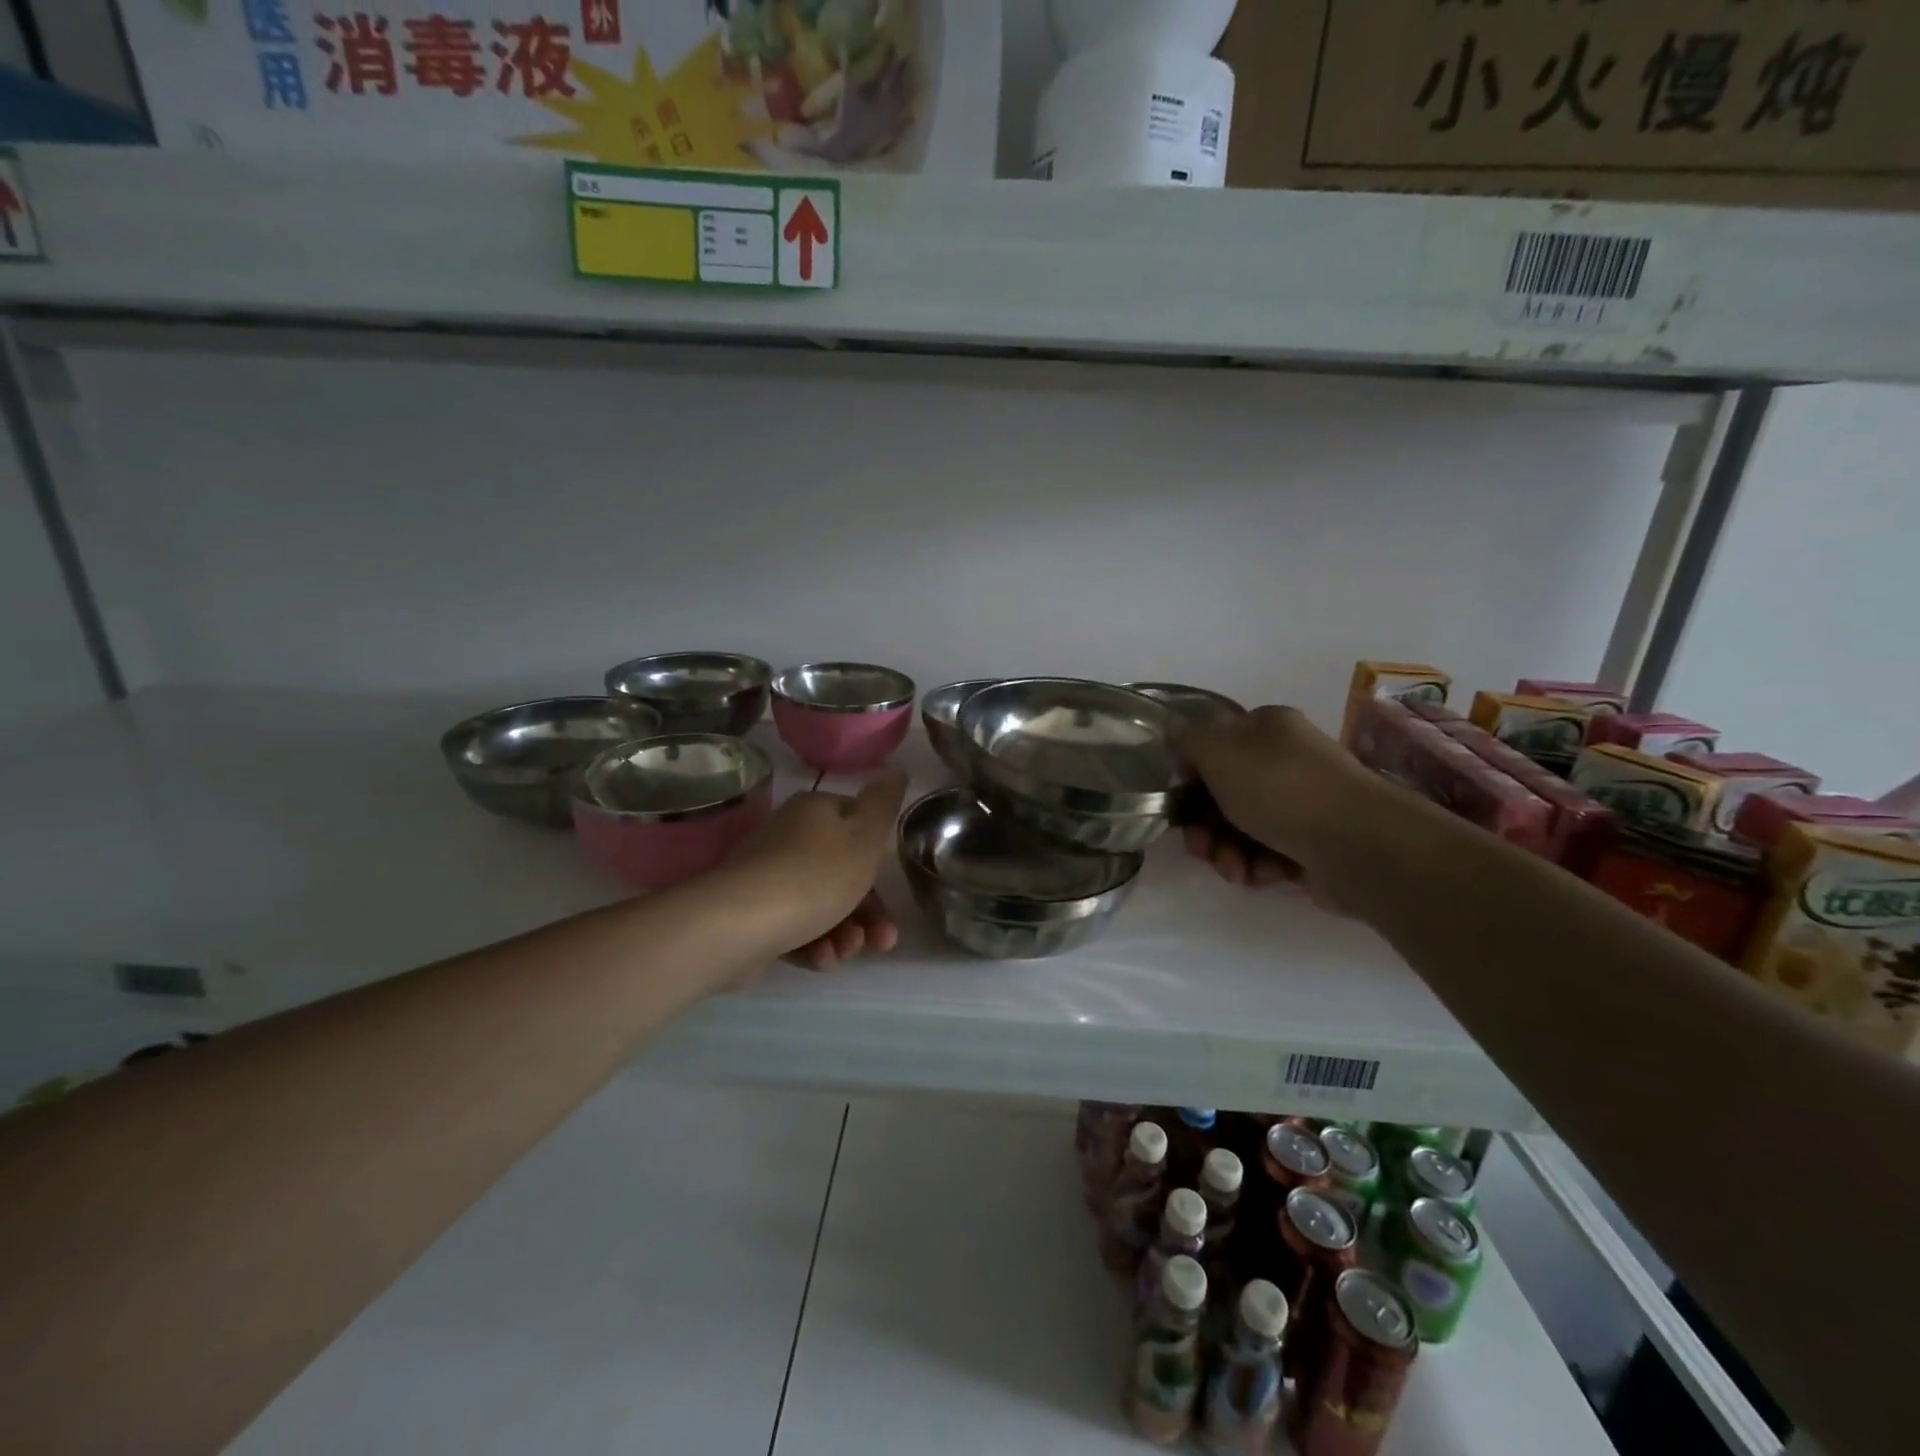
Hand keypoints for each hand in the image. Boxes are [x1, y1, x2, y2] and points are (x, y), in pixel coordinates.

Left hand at [714, 770, 909, 970]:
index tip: (893, 891)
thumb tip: (895, 770)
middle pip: (843, 871)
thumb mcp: (864, 837)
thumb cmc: (814, 876)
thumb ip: (884, 804)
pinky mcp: (755, 914)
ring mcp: (770, 876)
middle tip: (883, 941)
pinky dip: (815, 944)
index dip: (879, 859)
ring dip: (845, 932)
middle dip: (868, 910)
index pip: (858, 825)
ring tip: (847, 952)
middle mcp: (790, 837)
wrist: (739, 925)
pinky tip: (822, 959)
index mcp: (816, 811)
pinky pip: (795, 926)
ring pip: (822, 904)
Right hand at [1180, 706, 1396, 905]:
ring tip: (1232, 869)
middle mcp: (1287, 760)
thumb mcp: (1217, 750)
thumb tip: (1181, 745)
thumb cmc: (1280, 788)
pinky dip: (1255, 866)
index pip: (1215, 746)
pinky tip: (1257, 875)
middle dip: (1204, 825)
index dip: (1191, 776)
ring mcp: (1304, 803)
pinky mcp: (1314, 844)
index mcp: (1267, 728)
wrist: (1357, 844)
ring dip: (1226, 851)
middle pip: (1224, 793)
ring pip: (1243, 828)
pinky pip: (1269, 853)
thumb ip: (1188, 741)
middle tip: (1199, 849)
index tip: (1180, 804)